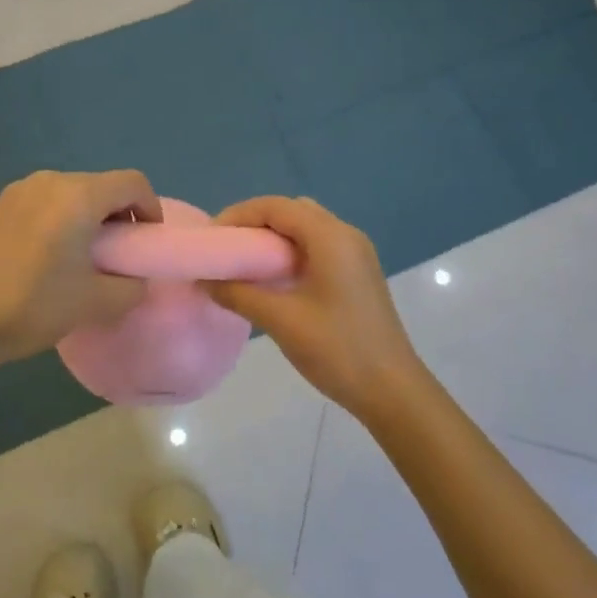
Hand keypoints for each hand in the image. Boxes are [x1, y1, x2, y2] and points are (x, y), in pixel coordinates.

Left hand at [0, 170, 162, 370]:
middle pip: (102, 185)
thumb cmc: (32, 307)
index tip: (146, 243)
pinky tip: (49, 256)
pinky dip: (61, 218)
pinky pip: (45, 201)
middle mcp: (50, 180)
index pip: (132, 183)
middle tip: (118, 255)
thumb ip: (131, 287)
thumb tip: (136, 278)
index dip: (150, 209)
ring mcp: (19, 190)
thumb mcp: (95, 303)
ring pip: (72, 193)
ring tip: (83, 257)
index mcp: (78, 196)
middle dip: (120, 215)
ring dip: (89, 217)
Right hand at [205, 196, 425, 420]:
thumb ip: (238, 294)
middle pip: (292, 211)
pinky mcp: (357, 273)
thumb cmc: (337, 349)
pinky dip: (291, 252)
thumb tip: (204, 280)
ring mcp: (356, 254)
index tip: (212, 238)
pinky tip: (273, 279)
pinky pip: (318, 246)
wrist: (392, 390)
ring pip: (305, 228)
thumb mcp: (281, 320)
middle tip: (226, 249)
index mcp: (330, 237)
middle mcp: (346, 235)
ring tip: (244, 263)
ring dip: (273, 237)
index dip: (239, 215)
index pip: (276, 207)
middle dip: (254, 223)